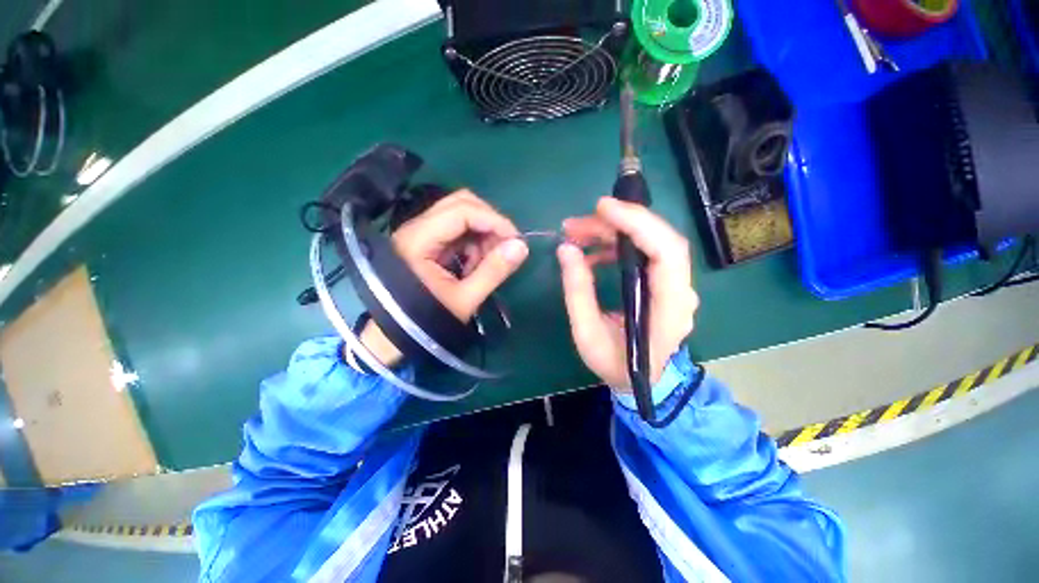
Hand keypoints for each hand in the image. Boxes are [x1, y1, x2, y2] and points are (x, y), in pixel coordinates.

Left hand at [359, 190, 528, 365]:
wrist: (396, 335)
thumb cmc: (427, 320)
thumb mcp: (465, 299)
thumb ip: (493, 271)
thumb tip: (521, 247)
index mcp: (419, 240)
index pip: (462, 211)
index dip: (494, 221)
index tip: (515, 240)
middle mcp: (417, 227)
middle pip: (460, 203)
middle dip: (489, 222)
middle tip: (505, 247)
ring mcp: (421, 232)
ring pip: (460, 214)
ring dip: (482, 233)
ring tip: (488, 262)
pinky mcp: (427, 241)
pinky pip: (456, 230)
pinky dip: (473, 242)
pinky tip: (476, 264)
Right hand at [557, 197, 698, 390]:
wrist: (641, 382)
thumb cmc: (616, 365)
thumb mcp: (588, 334)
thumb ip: (578, 292)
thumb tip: (566, 250)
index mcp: (670, 308)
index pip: (666, 251)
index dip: (638, 223)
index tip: (602, 209)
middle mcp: (680, 291)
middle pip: (657, 239)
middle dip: (616, 224)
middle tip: (575, 225)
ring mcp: (674, 285)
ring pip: (649, 242)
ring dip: (613, 232)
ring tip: (577, 234)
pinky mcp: (662, 283)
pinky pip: (642, 253)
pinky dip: (616, 245)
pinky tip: (592, 252)